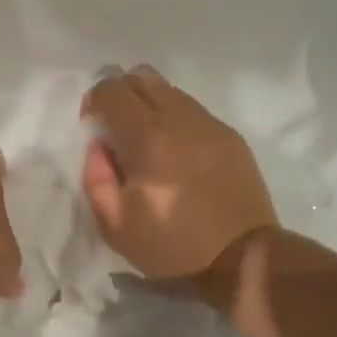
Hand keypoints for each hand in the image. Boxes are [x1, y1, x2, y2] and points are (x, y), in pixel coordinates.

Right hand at [81, 67, 277, 280]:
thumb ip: (95, 177)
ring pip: (170, 90)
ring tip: (147, 139)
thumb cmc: (172, 245)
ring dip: (150, 104)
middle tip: (117, 127)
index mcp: (148, 137)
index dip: (95, 101)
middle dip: (121, 94)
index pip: (112, 90)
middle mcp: (181, 118)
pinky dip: (175, 118)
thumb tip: (98, 146)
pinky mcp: (230, 136)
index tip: (94, 127)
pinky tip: (176, 150)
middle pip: (142, 78)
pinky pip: (193, 110)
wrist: (242, 258)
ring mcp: (210, 124)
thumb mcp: (115, 224)